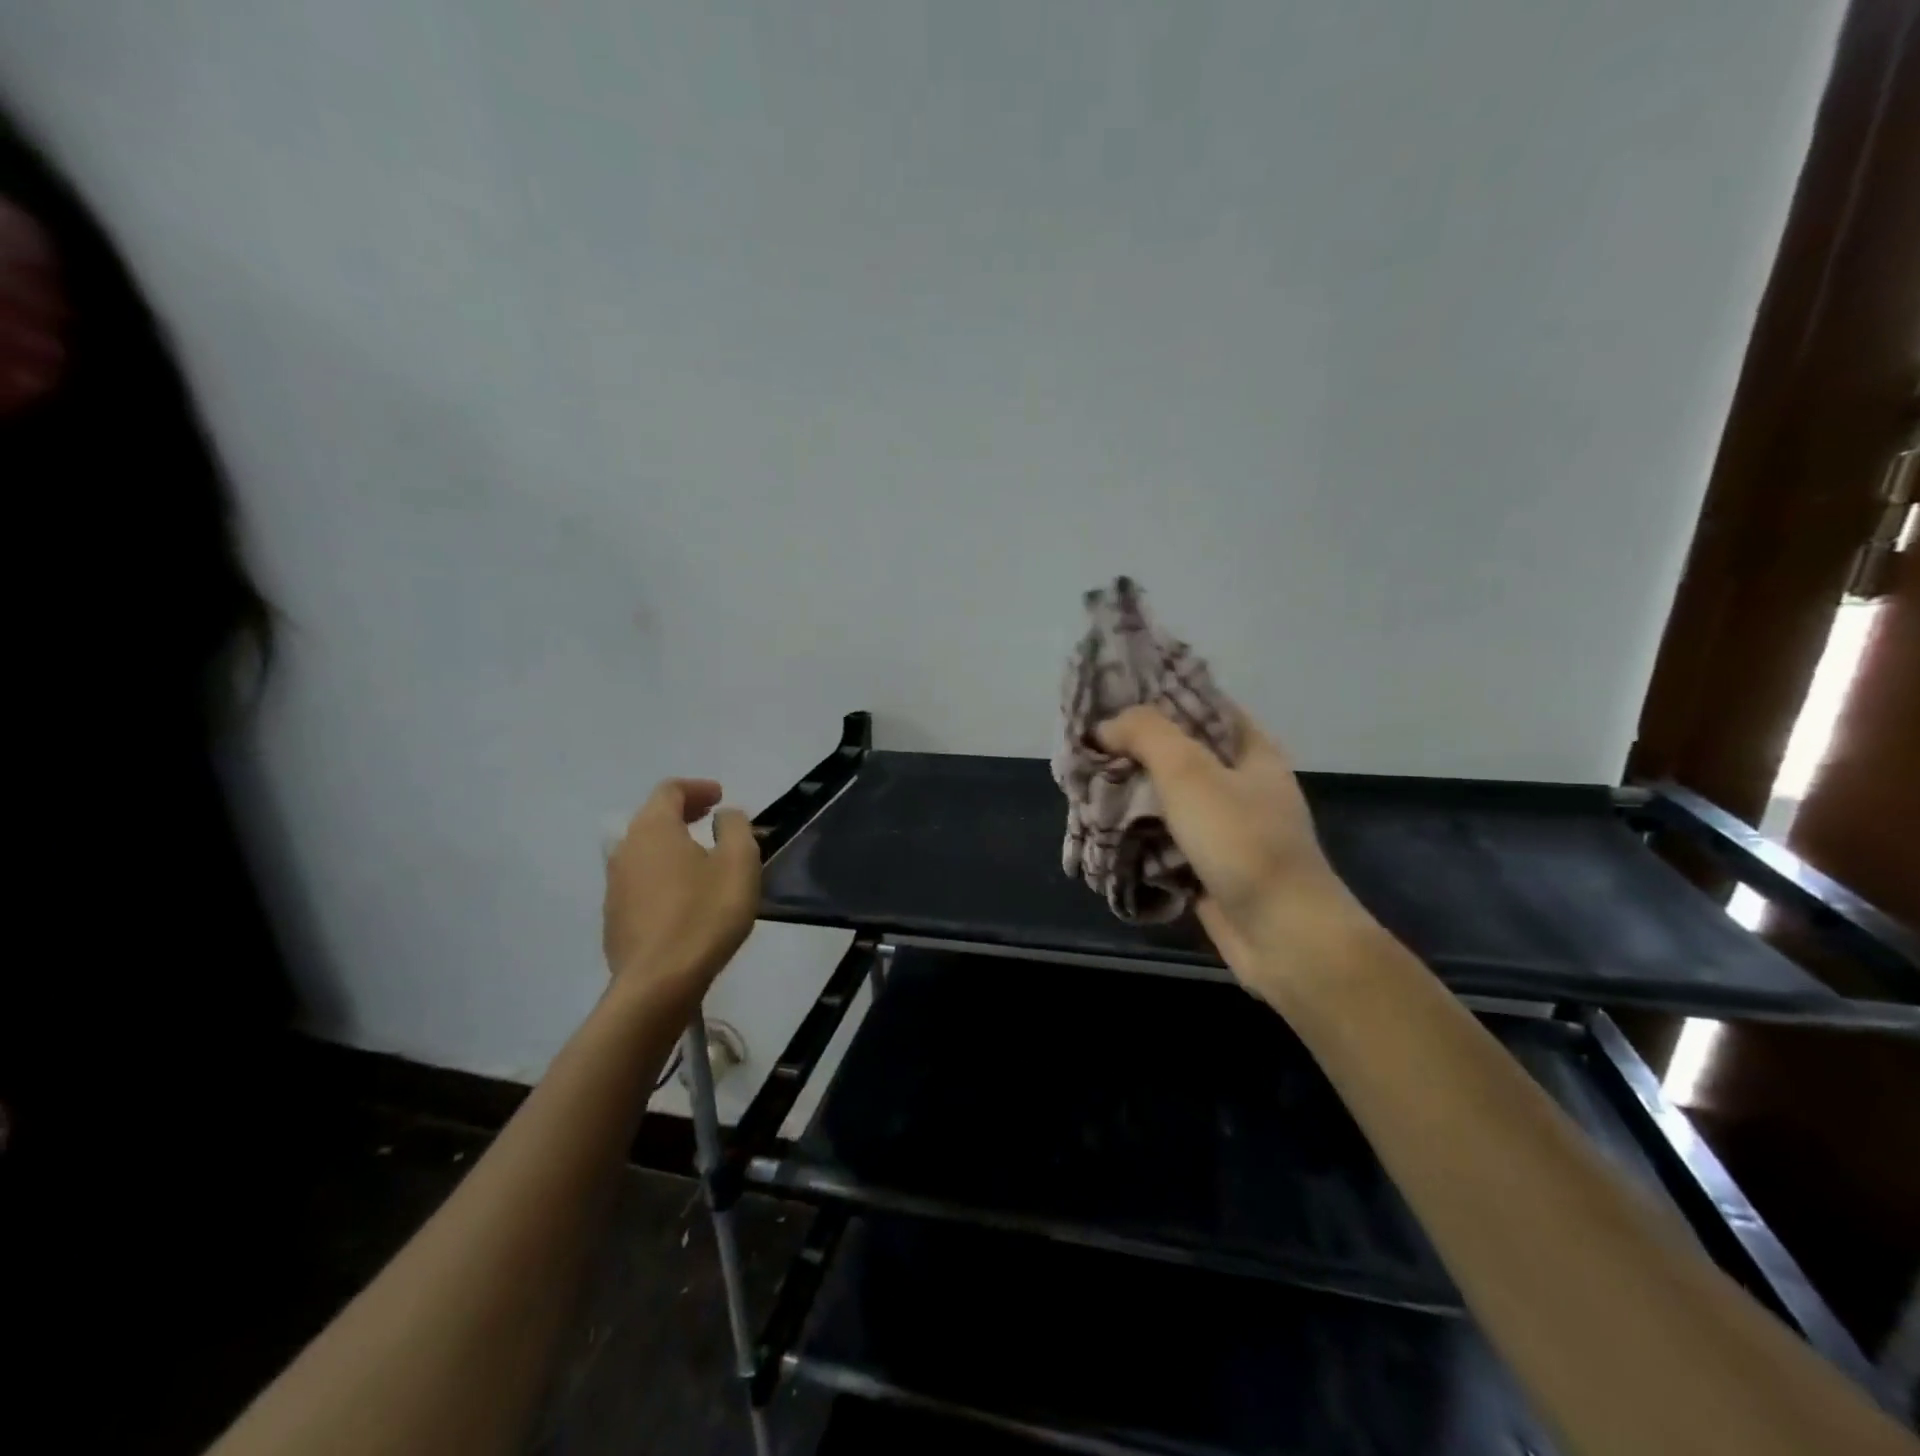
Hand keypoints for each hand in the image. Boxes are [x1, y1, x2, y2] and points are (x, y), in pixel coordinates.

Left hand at [603, 778, 759, 993]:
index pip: (670, 790)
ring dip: (672, 844)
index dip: (697, 788)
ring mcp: (615, 885)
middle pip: (653, 818)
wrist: (659, 983)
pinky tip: (685, 894)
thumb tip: (724, 815)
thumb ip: (736, 828)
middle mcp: (626, 849)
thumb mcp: (739, 863)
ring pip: (644, 850)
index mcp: (653, 829)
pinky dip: (663, 873)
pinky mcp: (614, 917)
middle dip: (684, 813)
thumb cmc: (705, 914)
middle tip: (712, 818)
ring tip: (702, 857)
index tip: (721, 797)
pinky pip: (641, 880)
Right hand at [1096, 704, 1372, 987]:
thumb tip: (1105, 726)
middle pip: (1178, 753)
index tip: (1110, 699)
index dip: (1156, 697)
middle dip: (1132, 750)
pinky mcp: (1208, 865)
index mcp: (1249, 750)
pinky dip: (1137, 834)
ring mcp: (1225, 827)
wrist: (1281, 934)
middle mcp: (1240, 783)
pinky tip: (1101, 829)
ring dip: (1130, 794)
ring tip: (1084, 786)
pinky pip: (1165, 838)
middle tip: (1086, 748)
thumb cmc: (1241, 842)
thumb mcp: (1190, 772)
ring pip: (1167, 798)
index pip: (1200, 705)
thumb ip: (1146, 735)